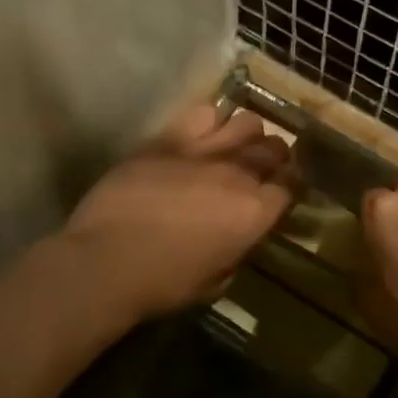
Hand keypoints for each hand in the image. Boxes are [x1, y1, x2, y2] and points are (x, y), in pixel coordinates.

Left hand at [62, 104, 295, 320]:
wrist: (106, 261)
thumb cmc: (163, 284)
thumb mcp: (216, 281)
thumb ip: (236, 250)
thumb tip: (237, 237)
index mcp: (255, 213)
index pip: (291, 185)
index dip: (289, 185)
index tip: (281, 189)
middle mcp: (238, 174)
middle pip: (273, 149)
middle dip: (273, 157)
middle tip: (260, 168)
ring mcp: (204, 151)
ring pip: (246, 123)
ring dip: (246, 135)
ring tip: (233, 147)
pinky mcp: (168, 138)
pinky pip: (203, 114)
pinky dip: (210, 122)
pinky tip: (200, 136)